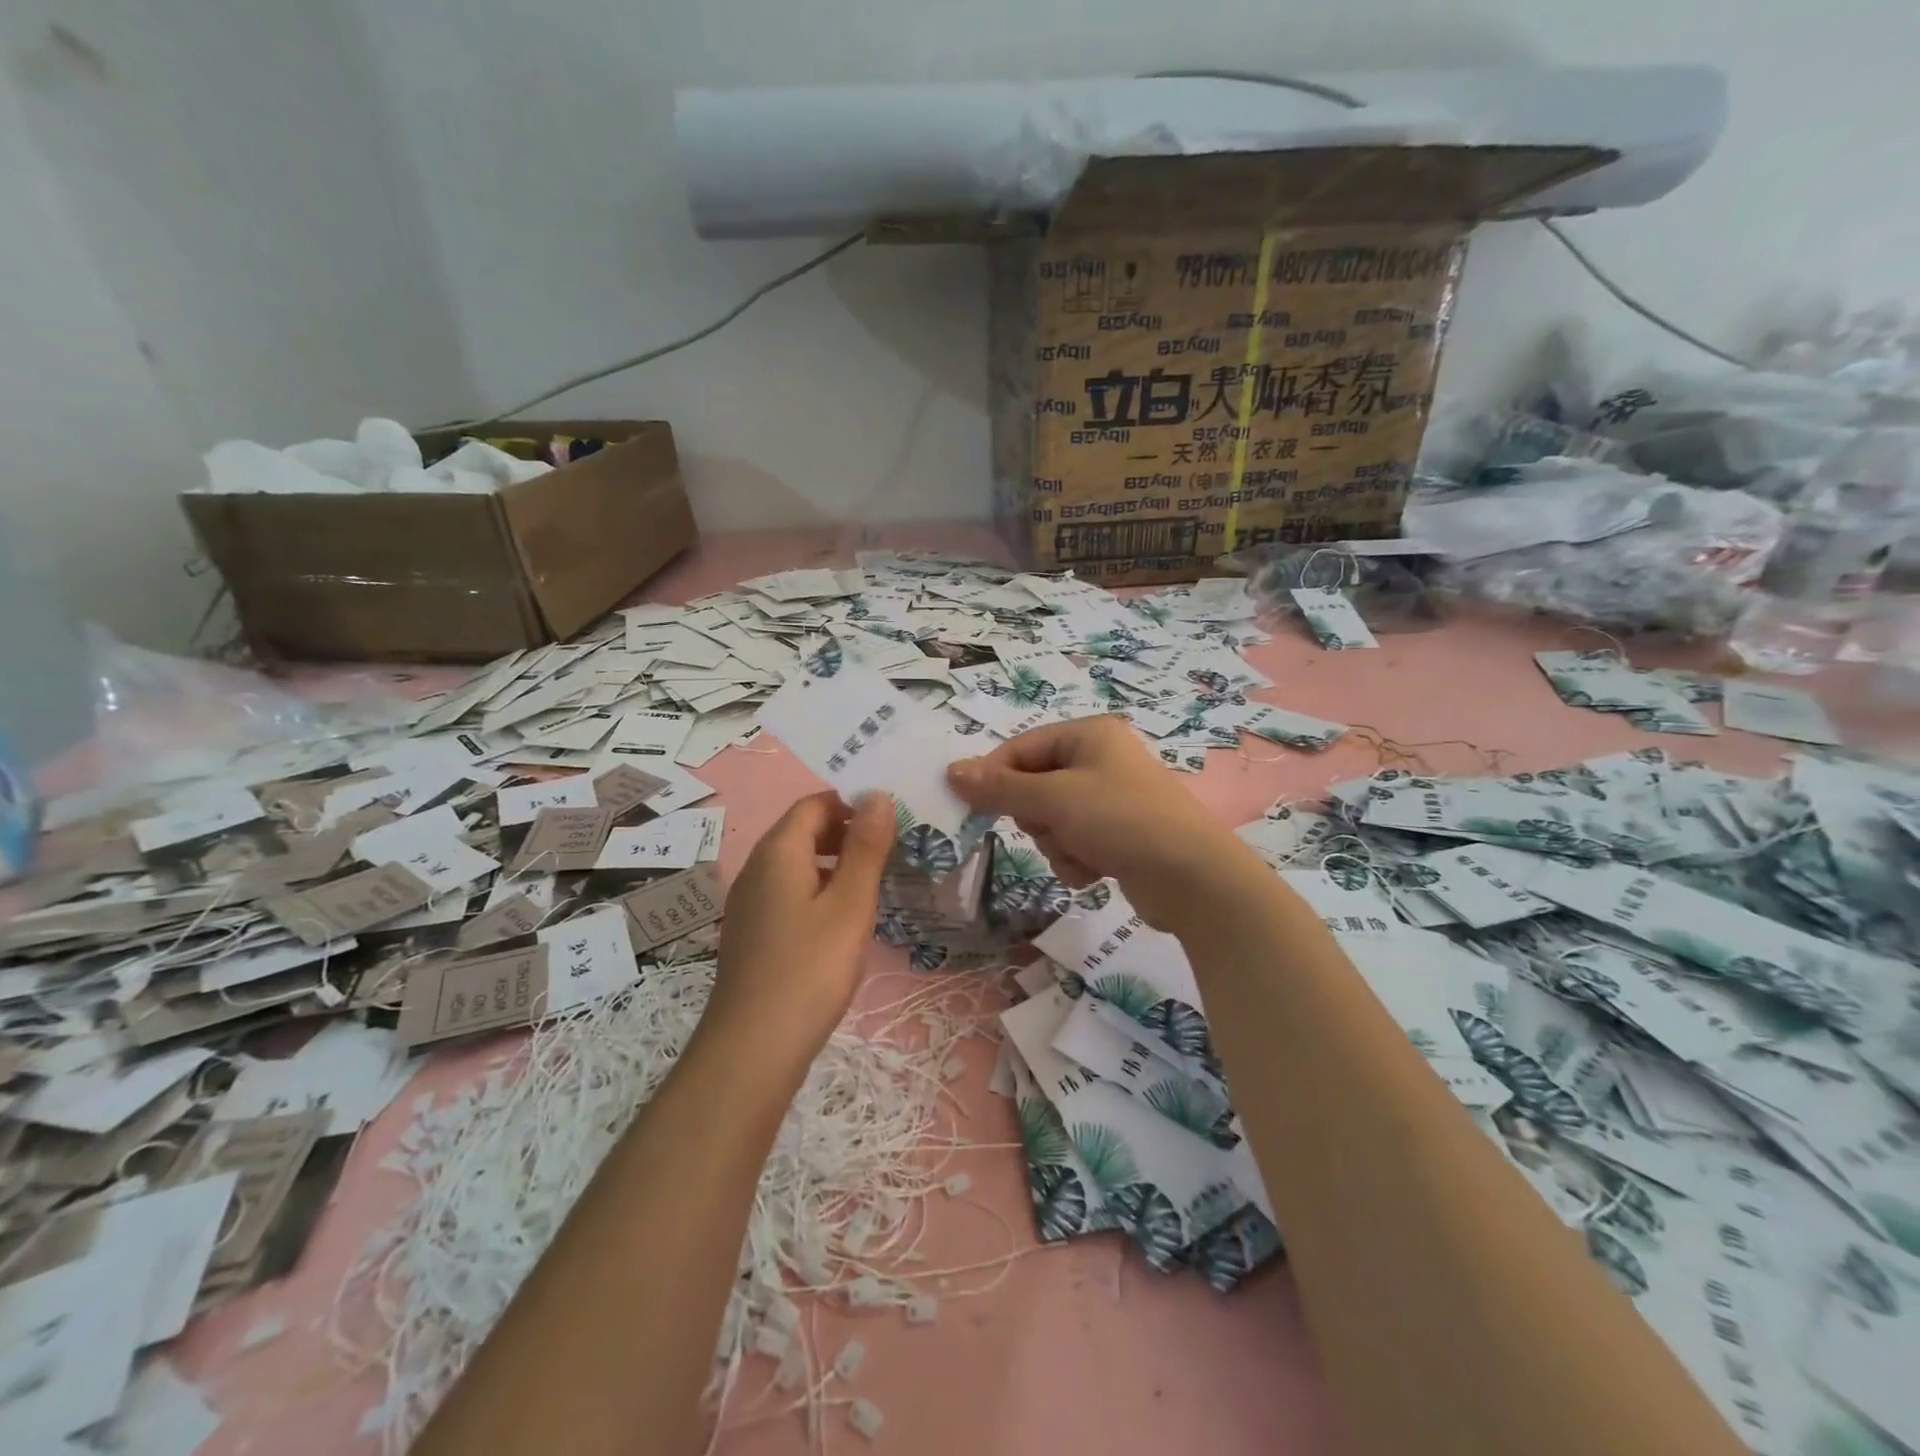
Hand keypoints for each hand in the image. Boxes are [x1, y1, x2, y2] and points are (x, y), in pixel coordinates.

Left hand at [703, 790, 893, 1065]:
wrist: (753, 1048)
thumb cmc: (810, 969)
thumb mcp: (850, 905)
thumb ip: (865, 847)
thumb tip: (878, 795)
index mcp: (778, 851)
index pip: (815, 804)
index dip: (852, 803)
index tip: (892, 820)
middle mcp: (757, 868)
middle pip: (803, 830)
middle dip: (846, 831)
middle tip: (890, 849)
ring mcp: (750, 902)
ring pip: (796, 863)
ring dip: (834, 862)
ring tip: (874, 882)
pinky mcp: (752, 931)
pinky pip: (788, 891)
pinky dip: (817, 889)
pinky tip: (842, 919)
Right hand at [946, 717, 1249, 928]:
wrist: (1191, 877)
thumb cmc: (1120, 820)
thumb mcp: (1054, 799)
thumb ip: (1000, 788)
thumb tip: (951, 772)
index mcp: (1088, 735)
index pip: (1021, 748)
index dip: (994, 776)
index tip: (970, 805)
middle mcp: (1100, 759)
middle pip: (1035, 786)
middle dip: (1037, 817)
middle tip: (1051, 827)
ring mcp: (1111, 798)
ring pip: (1051, 819)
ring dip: (1057, 843)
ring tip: (1081, 853)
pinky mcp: (1119, 833)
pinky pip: (1074, 841)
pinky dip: (1076, 859)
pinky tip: (1096, 870)